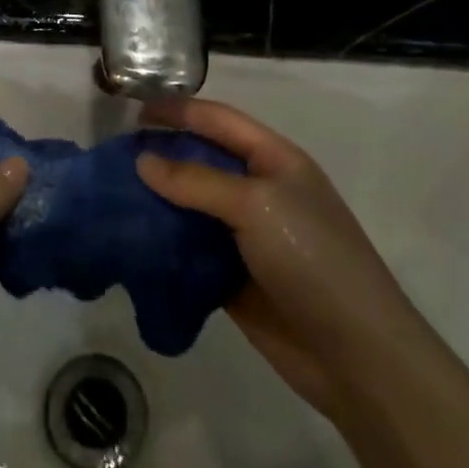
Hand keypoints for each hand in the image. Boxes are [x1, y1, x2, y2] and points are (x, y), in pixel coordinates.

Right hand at [137, 97, 422, 418]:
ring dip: (157, 201)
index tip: (133, 114)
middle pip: (202, 161)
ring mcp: (246, 235)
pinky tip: (130, 241)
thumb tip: (142, 161)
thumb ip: (196, 181)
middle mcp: (260, 191)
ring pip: (192, 206)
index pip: (219, 121)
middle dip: (161, 156)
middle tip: (114, 160)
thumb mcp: (256, 206)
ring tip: (113, 198)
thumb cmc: (312, 260)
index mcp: (275, 161)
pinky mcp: (232, 275)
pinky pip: (190, 249)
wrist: (355, 355)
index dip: (178, 111)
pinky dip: (163, 243)